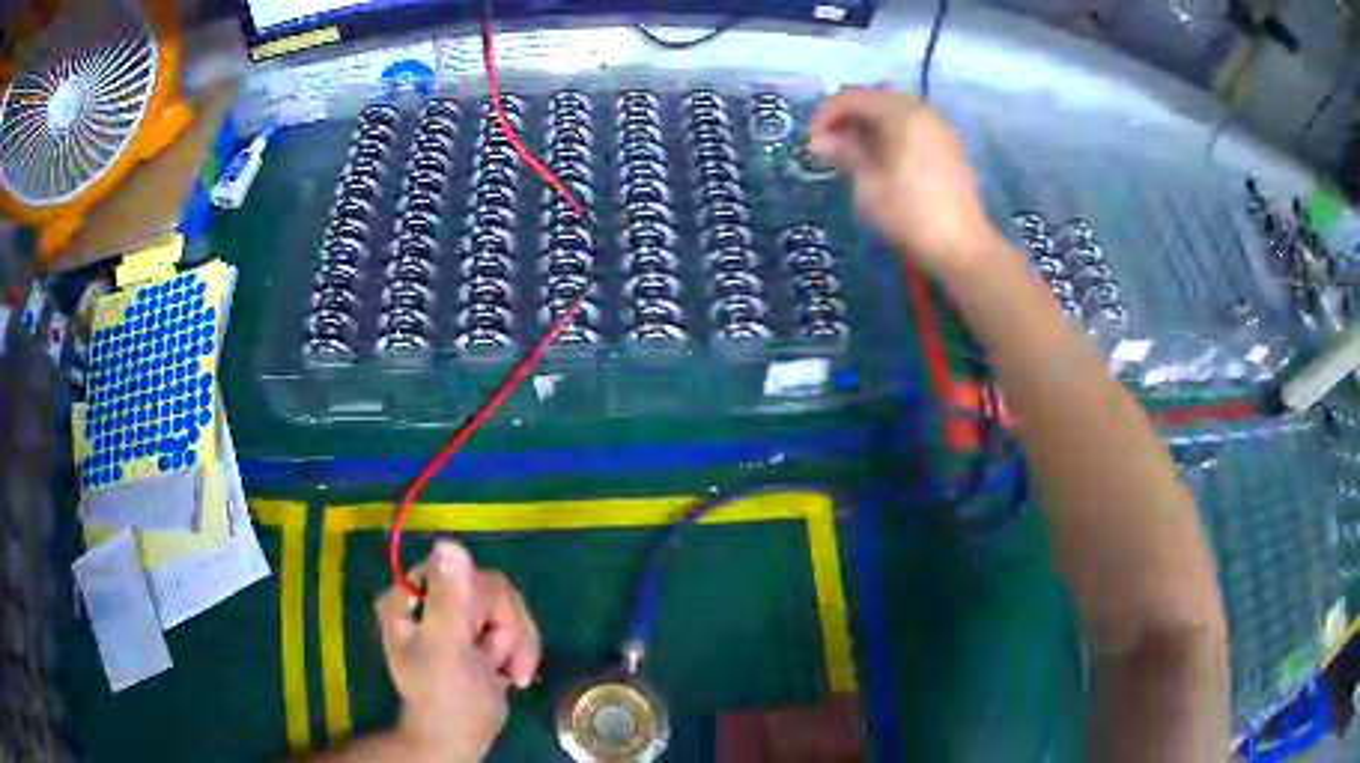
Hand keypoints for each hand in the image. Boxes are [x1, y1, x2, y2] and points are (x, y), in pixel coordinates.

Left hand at [374, 542, 540, 761]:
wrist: (459, 738)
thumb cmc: (447, 697)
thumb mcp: (446, 647)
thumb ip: (449, 598)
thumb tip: (449, 543)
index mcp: (411, 596)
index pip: (462, 573)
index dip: (486, 607)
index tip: (488, 640)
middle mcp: (430, 597)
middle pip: (489, 588)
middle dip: (506, 630)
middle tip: (504, 664)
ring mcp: (454, 615)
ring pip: (506, 606)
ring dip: (516, 644)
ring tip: (509, 674)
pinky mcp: (476, 633)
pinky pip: (512, 623)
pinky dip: (520, 650)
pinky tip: (511, 674)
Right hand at [809, 88, 1000, 276]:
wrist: (961, 247)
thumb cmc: (909, 214)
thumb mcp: (867, 184)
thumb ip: (843, 153)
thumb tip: (819, 140)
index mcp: (900, 112)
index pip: (850, 97)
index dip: (825, 116)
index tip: (812, 144)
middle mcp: (921, 109)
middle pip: (874, 98)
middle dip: (847, 117)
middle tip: (830, 147)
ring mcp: (939, 126)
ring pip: (893, 110)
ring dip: (869, 125)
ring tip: (853, 154)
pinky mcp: (949, 145)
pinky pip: (912, 125)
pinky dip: (891, 133)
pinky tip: (882, 159)